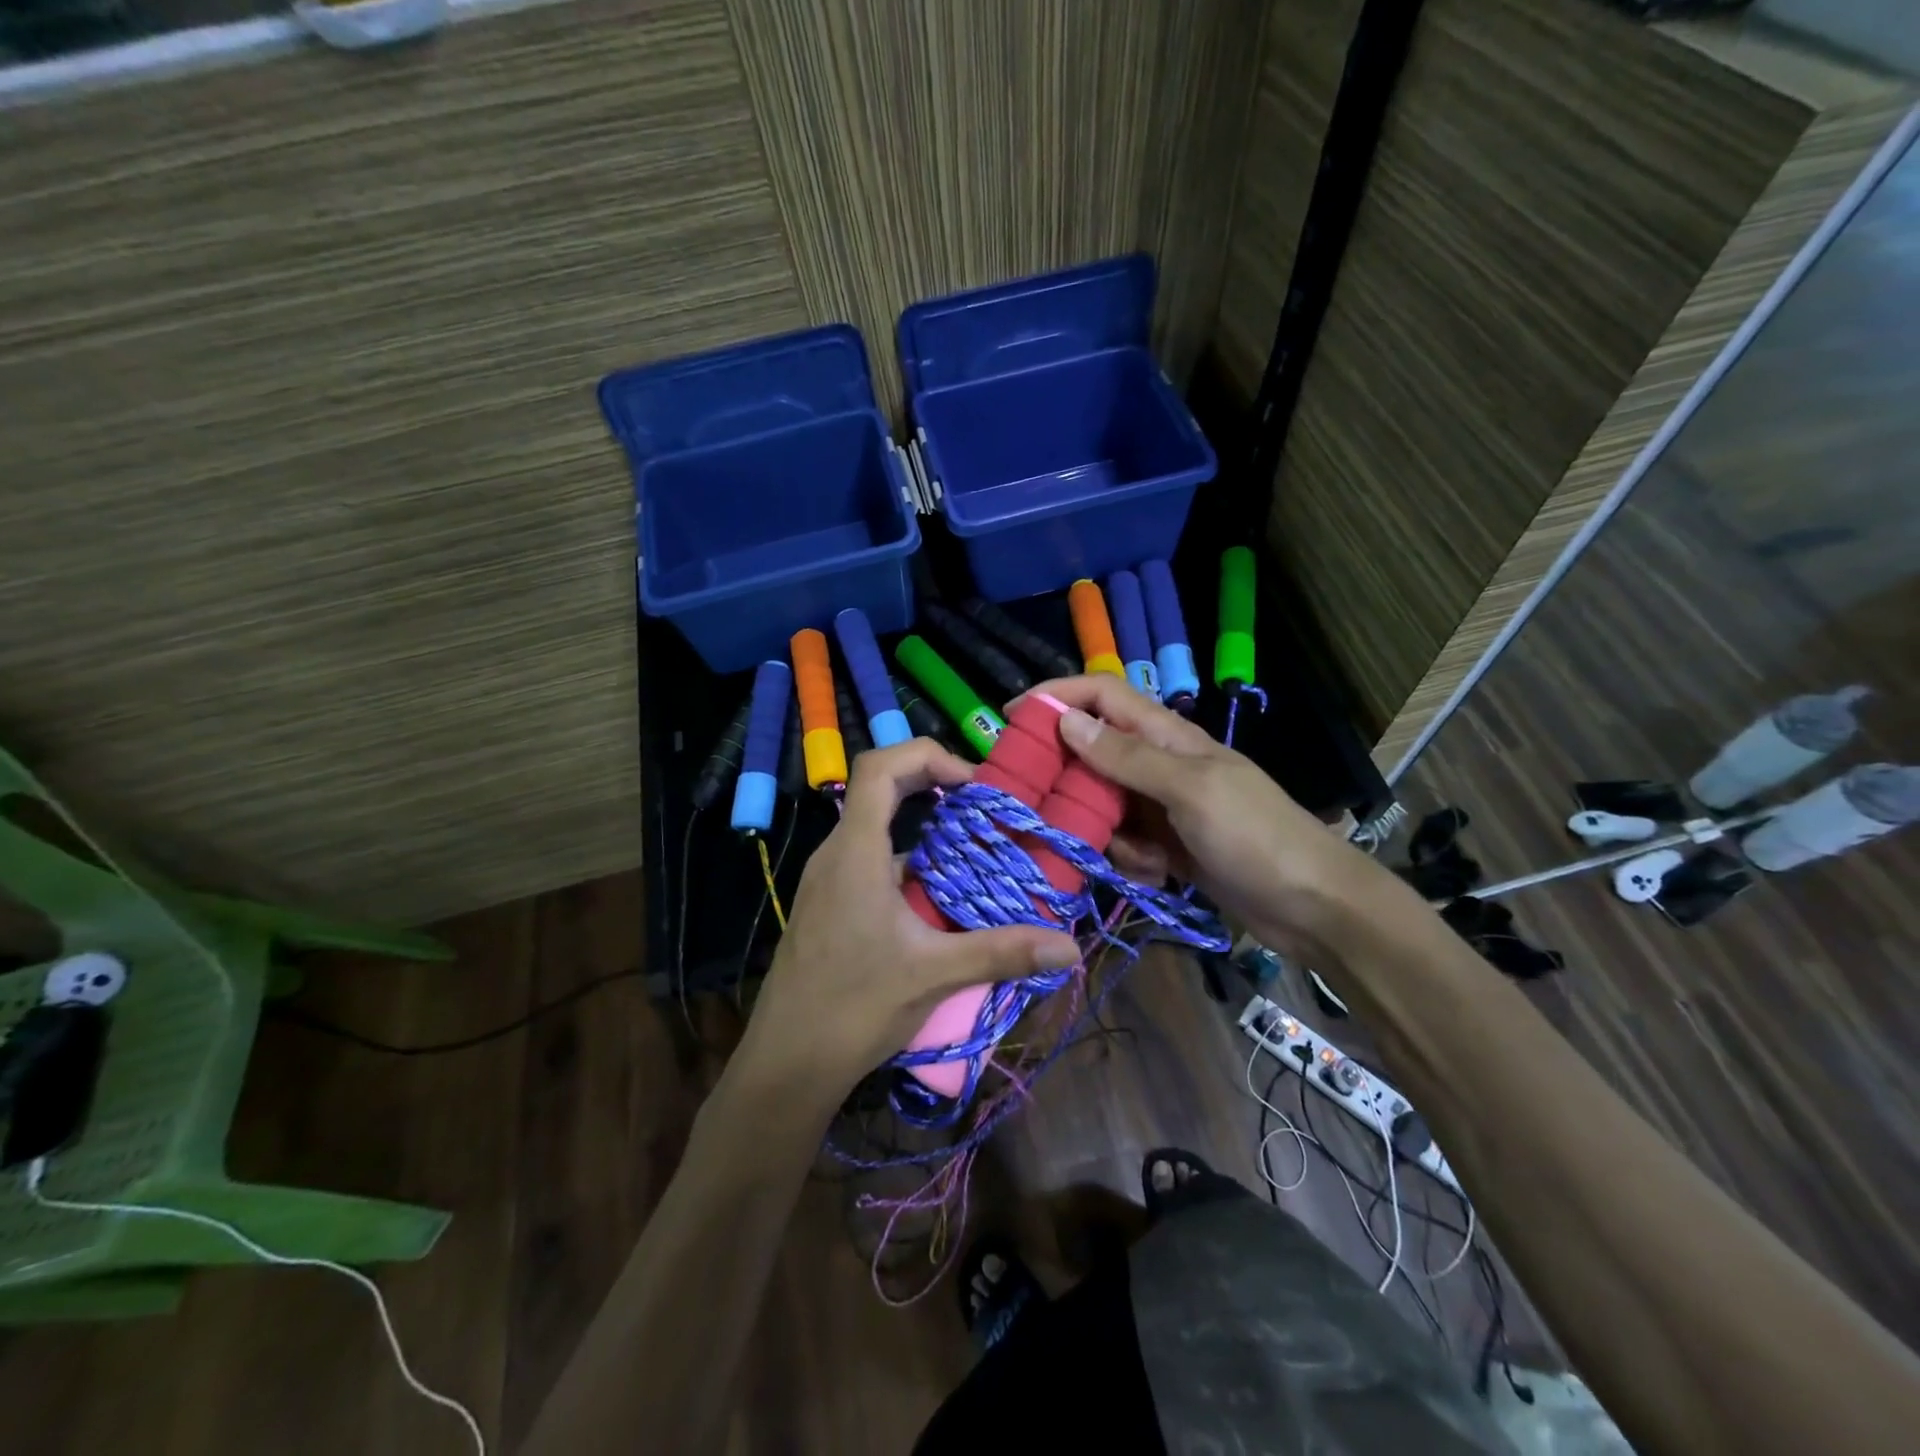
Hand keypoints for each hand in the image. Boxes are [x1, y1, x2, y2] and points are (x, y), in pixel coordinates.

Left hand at [739, 739, 1080, 1100]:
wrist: (786, 1062)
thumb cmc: (854, 1007)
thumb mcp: (935, 974)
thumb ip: (1002, 952)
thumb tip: (1069, 947)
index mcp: (856, 852)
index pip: (880, 768)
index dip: (927, 756)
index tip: (971, 784)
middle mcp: (836, 853)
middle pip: (878, 788)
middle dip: (931, 784)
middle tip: (980, 807)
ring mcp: (827, 879)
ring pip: (874, 825)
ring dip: (920, 823)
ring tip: (969, 846)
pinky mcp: (828, 903)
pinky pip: (868, 858)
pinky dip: (905, 856)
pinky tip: (936, 894)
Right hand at [1027, 676, 1388, 959]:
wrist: (1314, 908)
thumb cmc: (1256, 837)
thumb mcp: (1190, 790)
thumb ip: (1127, 756)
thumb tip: (1066, 720)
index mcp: (1168, 736)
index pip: (1103, 696)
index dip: (1057, 695)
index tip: (1011, 715)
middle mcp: (1160, 765)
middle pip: (1093, 752)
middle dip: (1067, 777)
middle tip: (1039, 805)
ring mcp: (1164, 808)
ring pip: (1103, 804)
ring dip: (1104, 831)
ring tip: (1134, 857)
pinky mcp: (1168, 846)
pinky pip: (1124, 842)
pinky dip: (1130, 859)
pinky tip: (1157, 877)